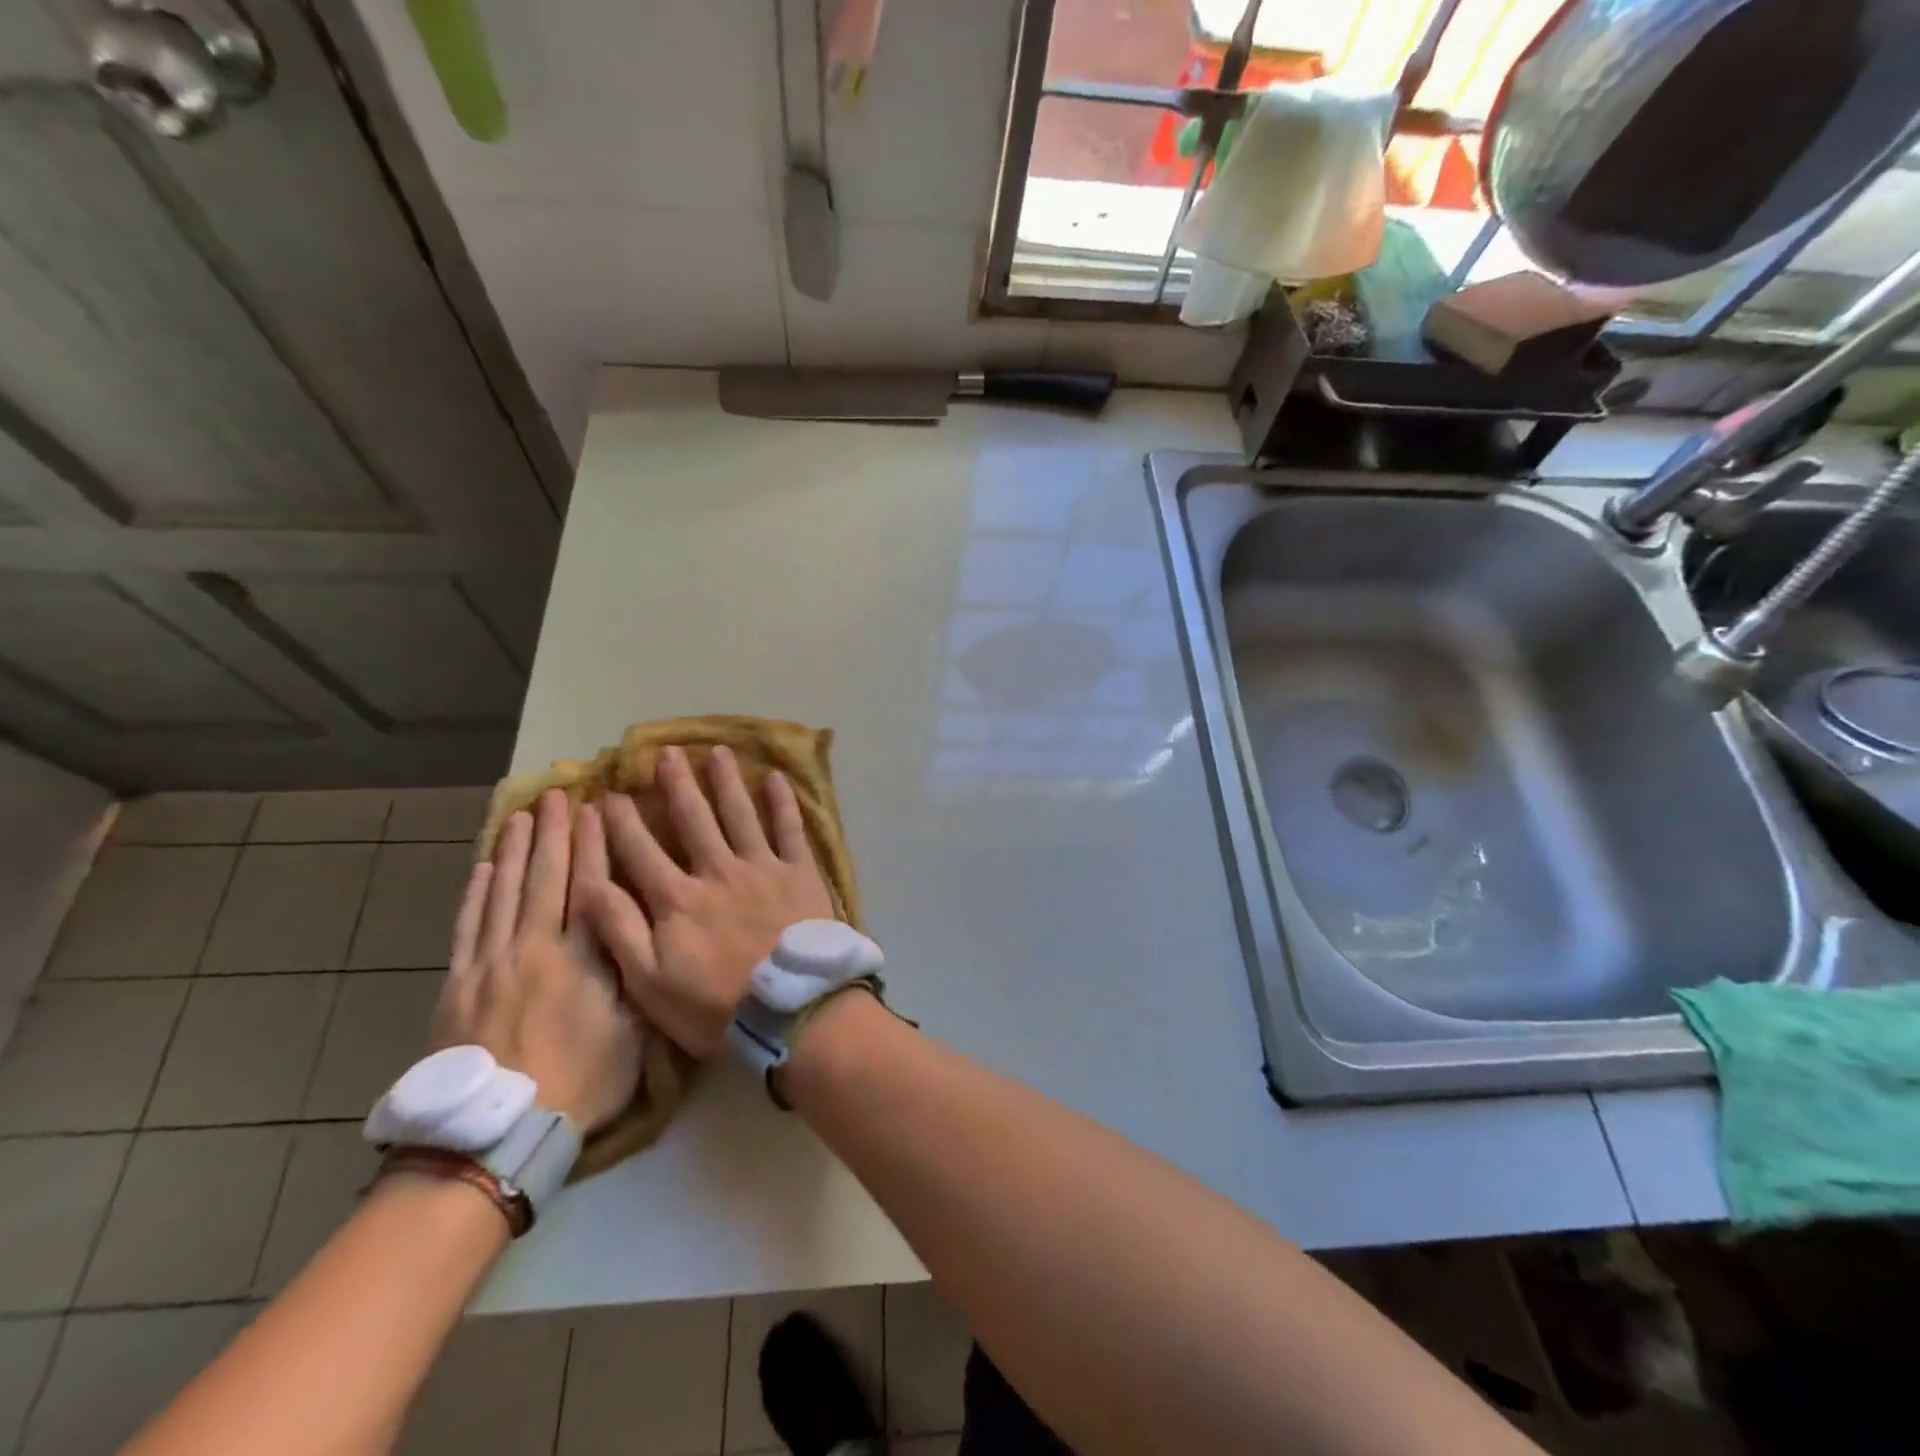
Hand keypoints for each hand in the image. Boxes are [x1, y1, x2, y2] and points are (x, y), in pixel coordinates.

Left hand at [432, 788, 640, 1132]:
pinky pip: (467, 927)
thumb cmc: (579, 1083)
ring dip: (512, 852)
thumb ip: (635, 978)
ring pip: (502, 894)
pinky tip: (481, 869)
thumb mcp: (632, 1033)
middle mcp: (533, 949)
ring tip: (519, 817)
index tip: (595, 811)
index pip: (589, 888)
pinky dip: (475, 894)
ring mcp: (490, 964)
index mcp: (580, 959)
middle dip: (552, 835)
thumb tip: (645, 936)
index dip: (593, 847)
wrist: (496, 1133)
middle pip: (543, 880)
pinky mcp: (458, 984)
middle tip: (555, 796)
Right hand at [572, 744, 835, 1055]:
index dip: (621, 823)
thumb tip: (585, 883)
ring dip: (726, 781)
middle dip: (676, 785)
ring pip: (739, 814)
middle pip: (693, 819)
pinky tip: (777, 777)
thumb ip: (619, 930)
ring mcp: (762, 867)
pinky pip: (790, 829)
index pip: (640, 851)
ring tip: (717, 752)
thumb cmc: (716, 1005)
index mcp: (678, 898)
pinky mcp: (800, 872)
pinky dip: (783, 803)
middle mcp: (718, 871)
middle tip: (666, 752)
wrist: (792, 1008)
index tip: (609, 794)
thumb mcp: (649, 981)